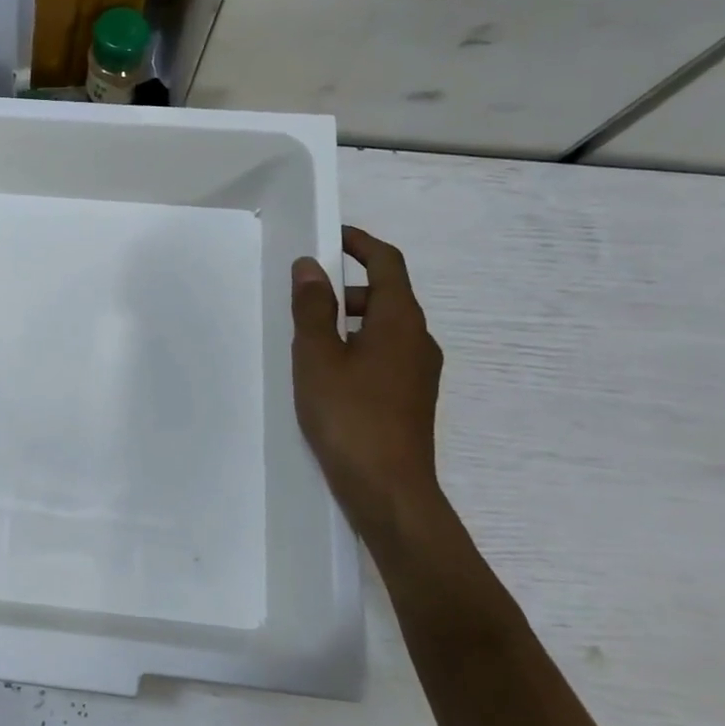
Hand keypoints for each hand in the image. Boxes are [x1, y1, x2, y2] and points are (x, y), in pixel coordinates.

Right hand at [290, 227, 444, 539]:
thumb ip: (313, 307)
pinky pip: (384, 354)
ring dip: (350, 319)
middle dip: (347, 286)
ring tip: (308, 337)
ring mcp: (419, 372)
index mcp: (401, 321)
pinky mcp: (410, 398)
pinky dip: (357, 346)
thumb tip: (311, 266)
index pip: (387, 263)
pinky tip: (328, 373)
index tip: (331, 235)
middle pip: (387, 295)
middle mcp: (419, 340)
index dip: (361, 243)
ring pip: (384, 328)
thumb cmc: (349, 415)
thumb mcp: (317, 356)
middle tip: (305, 294)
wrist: (389, 490)